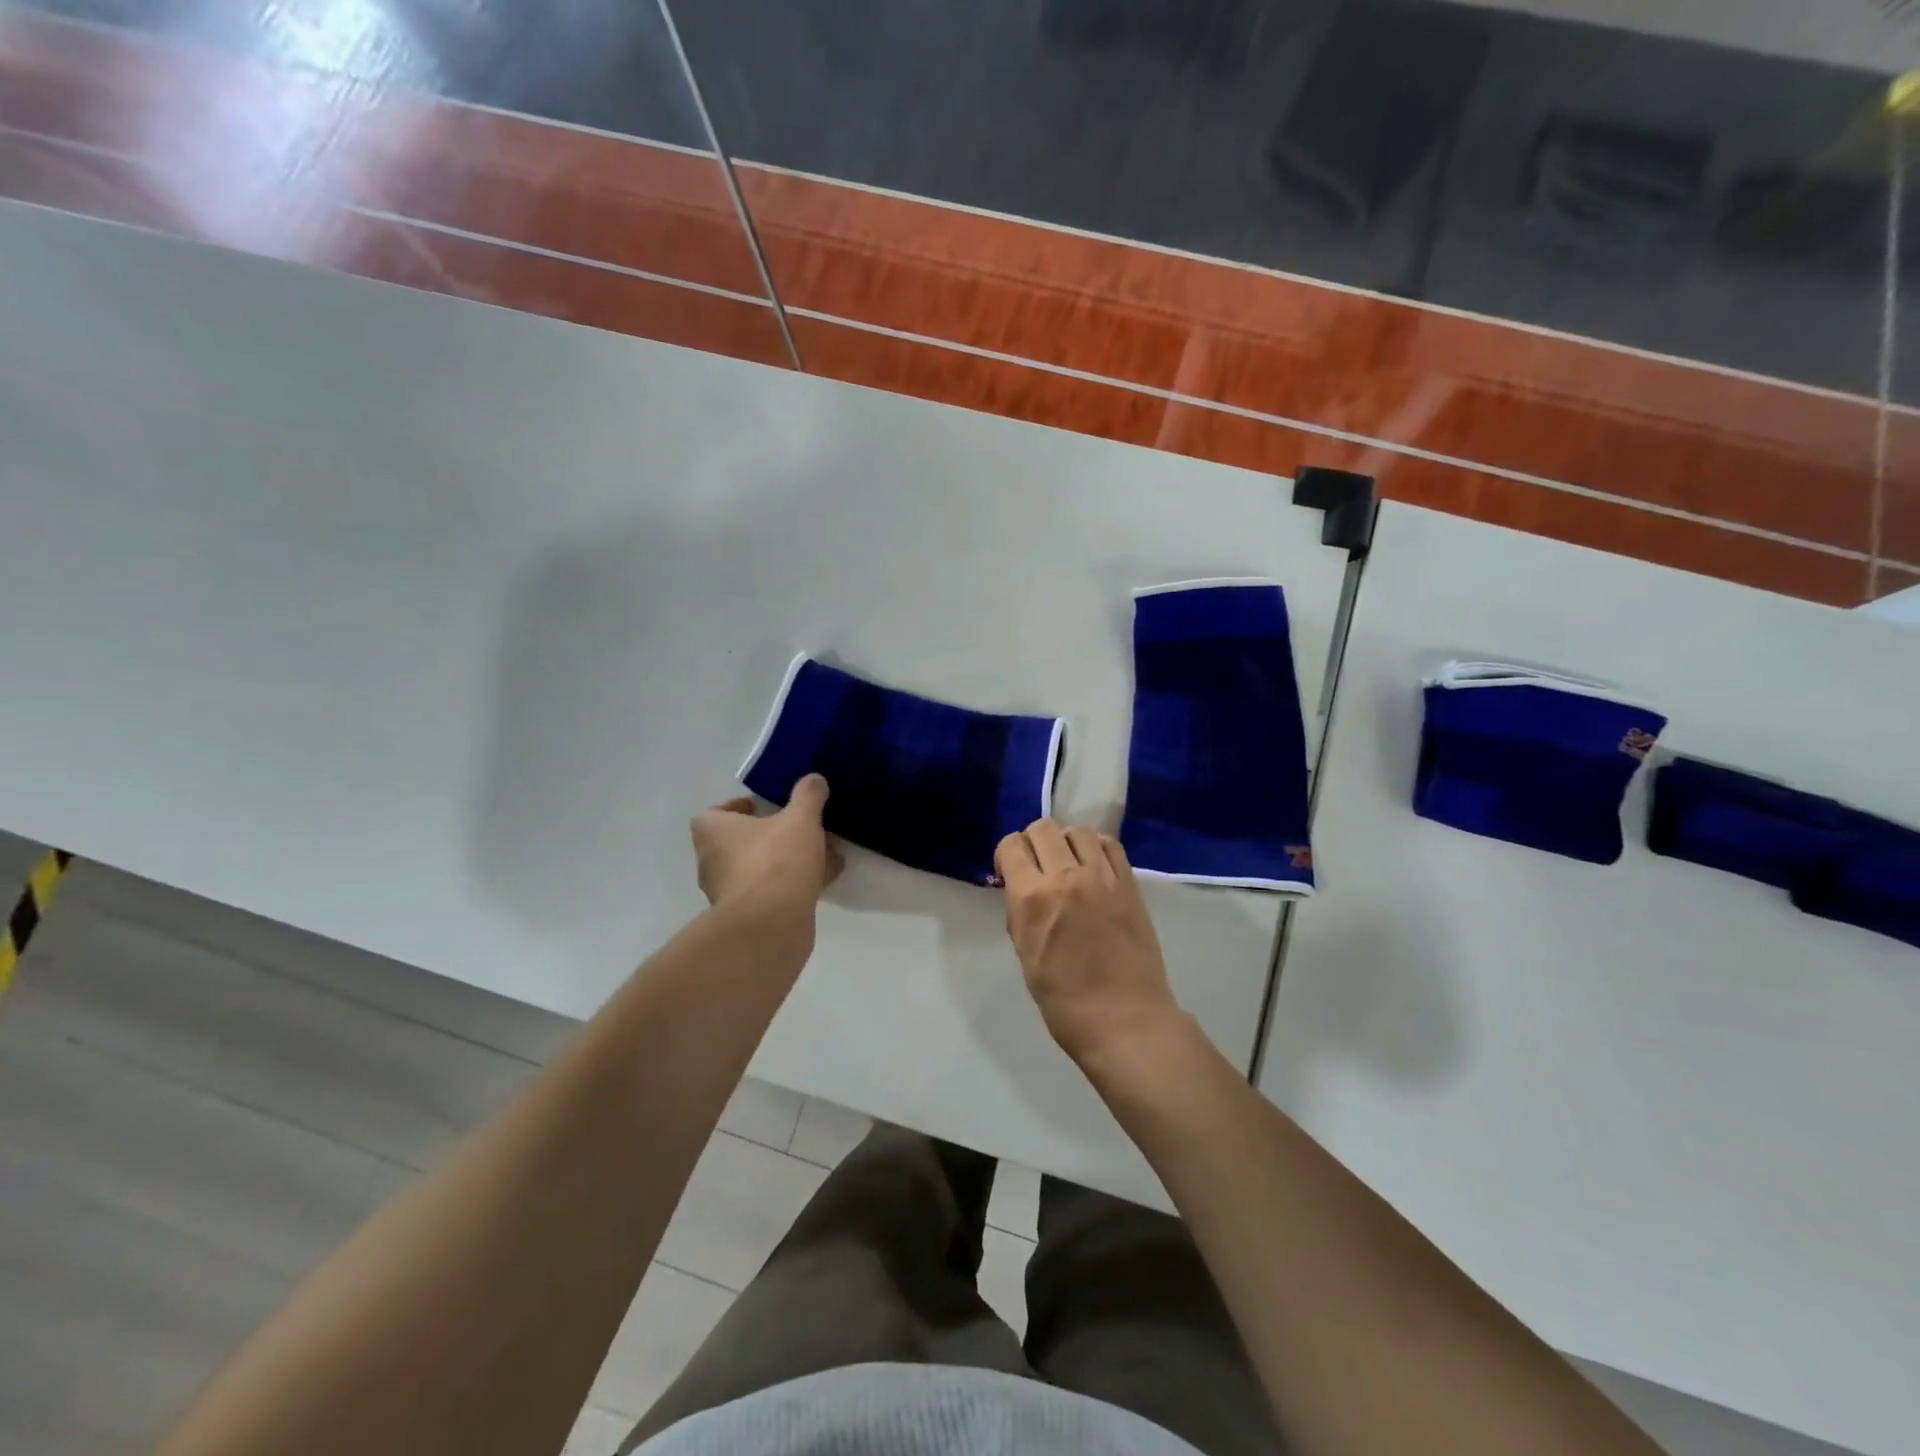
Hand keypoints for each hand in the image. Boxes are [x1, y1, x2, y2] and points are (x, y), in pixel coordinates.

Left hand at [692, 775, 842, 916]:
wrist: (770, 926)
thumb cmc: (776, 861)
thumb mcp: (800, 819)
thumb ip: (808, 796)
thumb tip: (814, 779)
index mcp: (713, 832)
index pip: (717, 812)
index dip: (741, 807)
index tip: (768, 807)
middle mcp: (712, 861)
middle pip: (740, 842)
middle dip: (770, 835)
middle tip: (799, 828)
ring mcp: (728, 893)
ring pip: (759, 868)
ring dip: (786, 861)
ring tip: (822, 853)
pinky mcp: (748, 917)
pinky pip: (772, 892)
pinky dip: (794, 884)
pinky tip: (825, 878)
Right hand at [995, 819, 1182, 1064]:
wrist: (1125, 1021)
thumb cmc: (1065, 1002)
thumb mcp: (1026, 956)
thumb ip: (1021, 914)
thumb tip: (1023, 891)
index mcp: (1032, 898)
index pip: (1011, 846)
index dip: (1006, 855)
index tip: (1010, 872)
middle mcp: (1066, 877)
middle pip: (1043, 829)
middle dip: (1033, 843)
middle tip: (1037, 866)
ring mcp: (1102, 877)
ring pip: (1077, 831)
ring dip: (1065, 842)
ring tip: (1068, 864)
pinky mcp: (1129, 884)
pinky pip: (1110, 845)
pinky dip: (1096, 847)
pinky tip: (1093, 865)